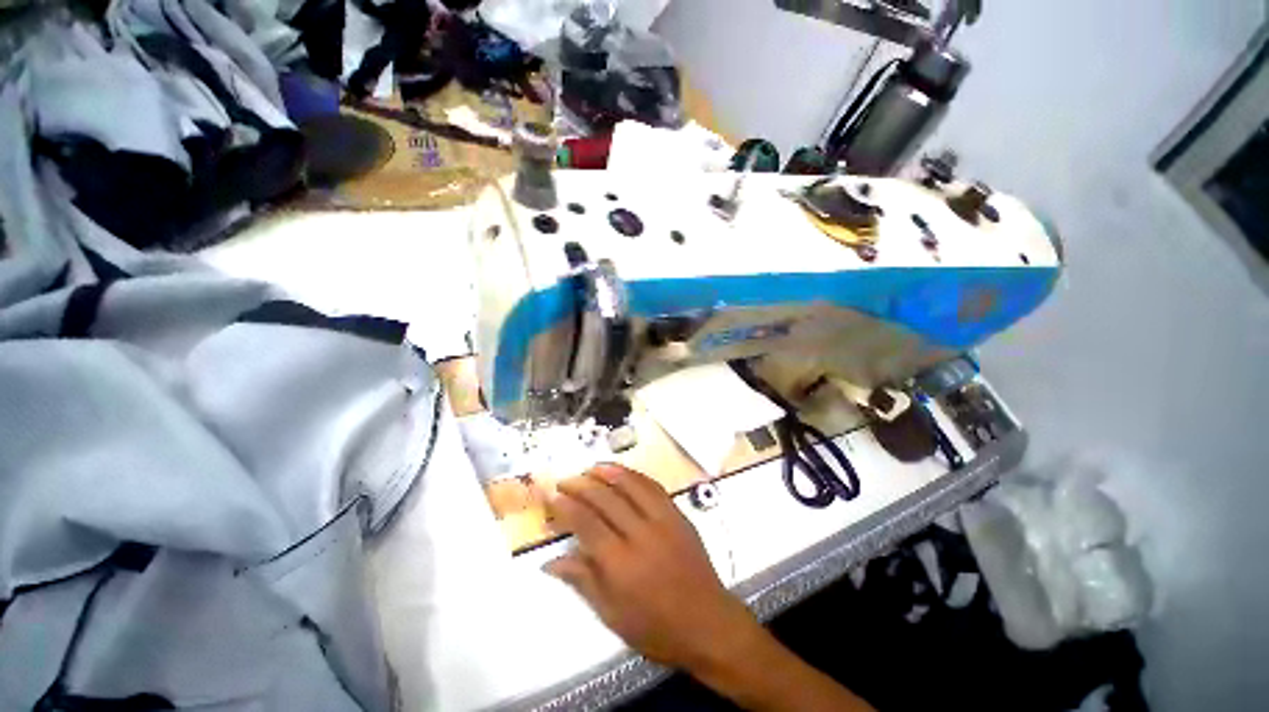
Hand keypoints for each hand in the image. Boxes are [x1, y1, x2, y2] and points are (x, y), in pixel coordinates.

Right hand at [544, 464, 760, 673]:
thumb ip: (583, 581)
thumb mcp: (613, 615)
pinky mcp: (678, 515)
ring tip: (591, 468)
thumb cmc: (656, 628)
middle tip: (566, 480)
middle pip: (606, 500)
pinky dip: (635, 476)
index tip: (553, 497)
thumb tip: (550, 562)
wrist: (708, 623)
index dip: (566, 508)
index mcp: (621, 564)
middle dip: (582, 486)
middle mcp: (641, 535)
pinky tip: (624, 473)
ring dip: (609, 473)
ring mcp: (663, 520)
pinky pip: (654, 487)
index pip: (587, 524)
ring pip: (631, 485)